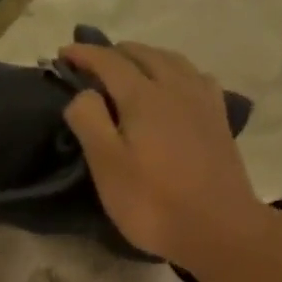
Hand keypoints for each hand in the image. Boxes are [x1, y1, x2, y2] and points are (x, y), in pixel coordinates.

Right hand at [59, 41, 276, 274]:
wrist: (219, 228)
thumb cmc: (154, 203)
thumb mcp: (107, 166)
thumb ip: (89, 121)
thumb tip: (83, 92)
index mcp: (144, 95)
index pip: (109, 61)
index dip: (83, 54)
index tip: (62, 54)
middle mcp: (176, 87)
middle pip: (143, 54)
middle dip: (114, 53)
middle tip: (93, 65)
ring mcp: (203, 101)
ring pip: (172, 61)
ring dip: (146, 58)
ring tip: (131, 69)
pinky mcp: (219, 120)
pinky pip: (196, 78)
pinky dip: (176, 72)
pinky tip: (176, 87)